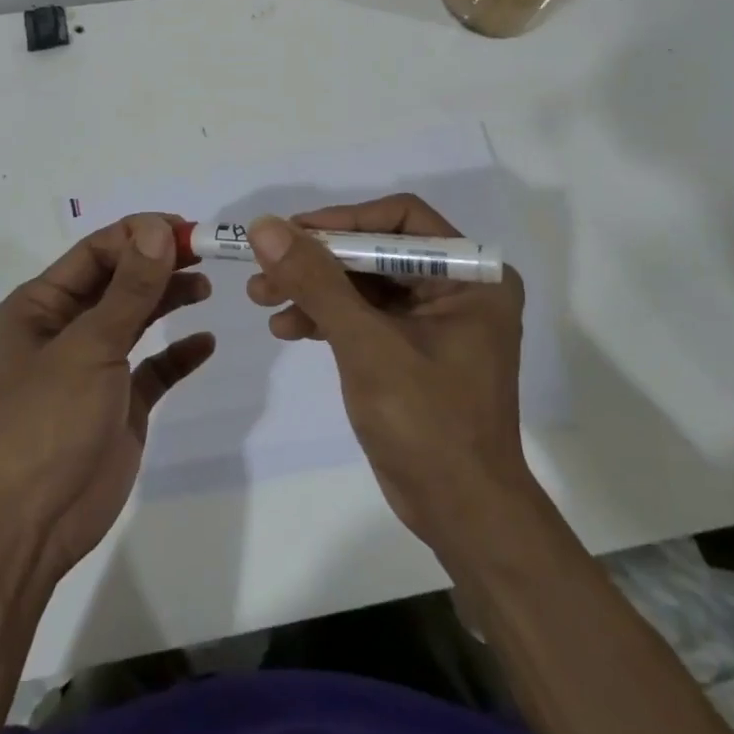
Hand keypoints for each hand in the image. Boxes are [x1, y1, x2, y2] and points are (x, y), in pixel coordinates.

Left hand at [0, 214, 214, 578]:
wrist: (31, 521)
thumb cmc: (48, 420)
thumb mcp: (89, 347)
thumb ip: (129, 289)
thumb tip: (157, 229)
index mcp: (41, 306)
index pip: (95, 253)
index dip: (138, 236)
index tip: (185, 230)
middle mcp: (66, 329)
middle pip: (119, 282)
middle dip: (158, 264)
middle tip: (205, 253)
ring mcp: (94, 367)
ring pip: (137, 319)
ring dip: (168, 300)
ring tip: (205, 287)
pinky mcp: (120, 403)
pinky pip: (154, 368)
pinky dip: (178, 354)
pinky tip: (204, 343)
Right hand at [245, 195, 529, 555]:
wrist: (460, 513)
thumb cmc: (427, 424)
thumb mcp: (366, 345)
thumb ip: (316, 281)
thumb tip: (265, 226)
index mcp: (471, 276)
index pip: (400, 220)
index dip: (341, 221)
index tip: (289, 233)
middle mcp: (457, 288)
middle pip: (375, 251)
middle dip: (317, 261)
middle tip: (263, 270)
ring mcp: (433, 320)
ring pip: (362, 283)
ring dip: (312, 289)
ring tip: (262, 299)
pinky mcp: (410, 348)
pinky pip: (363, 315)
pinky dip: (325, 317)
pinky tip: (287, 328)